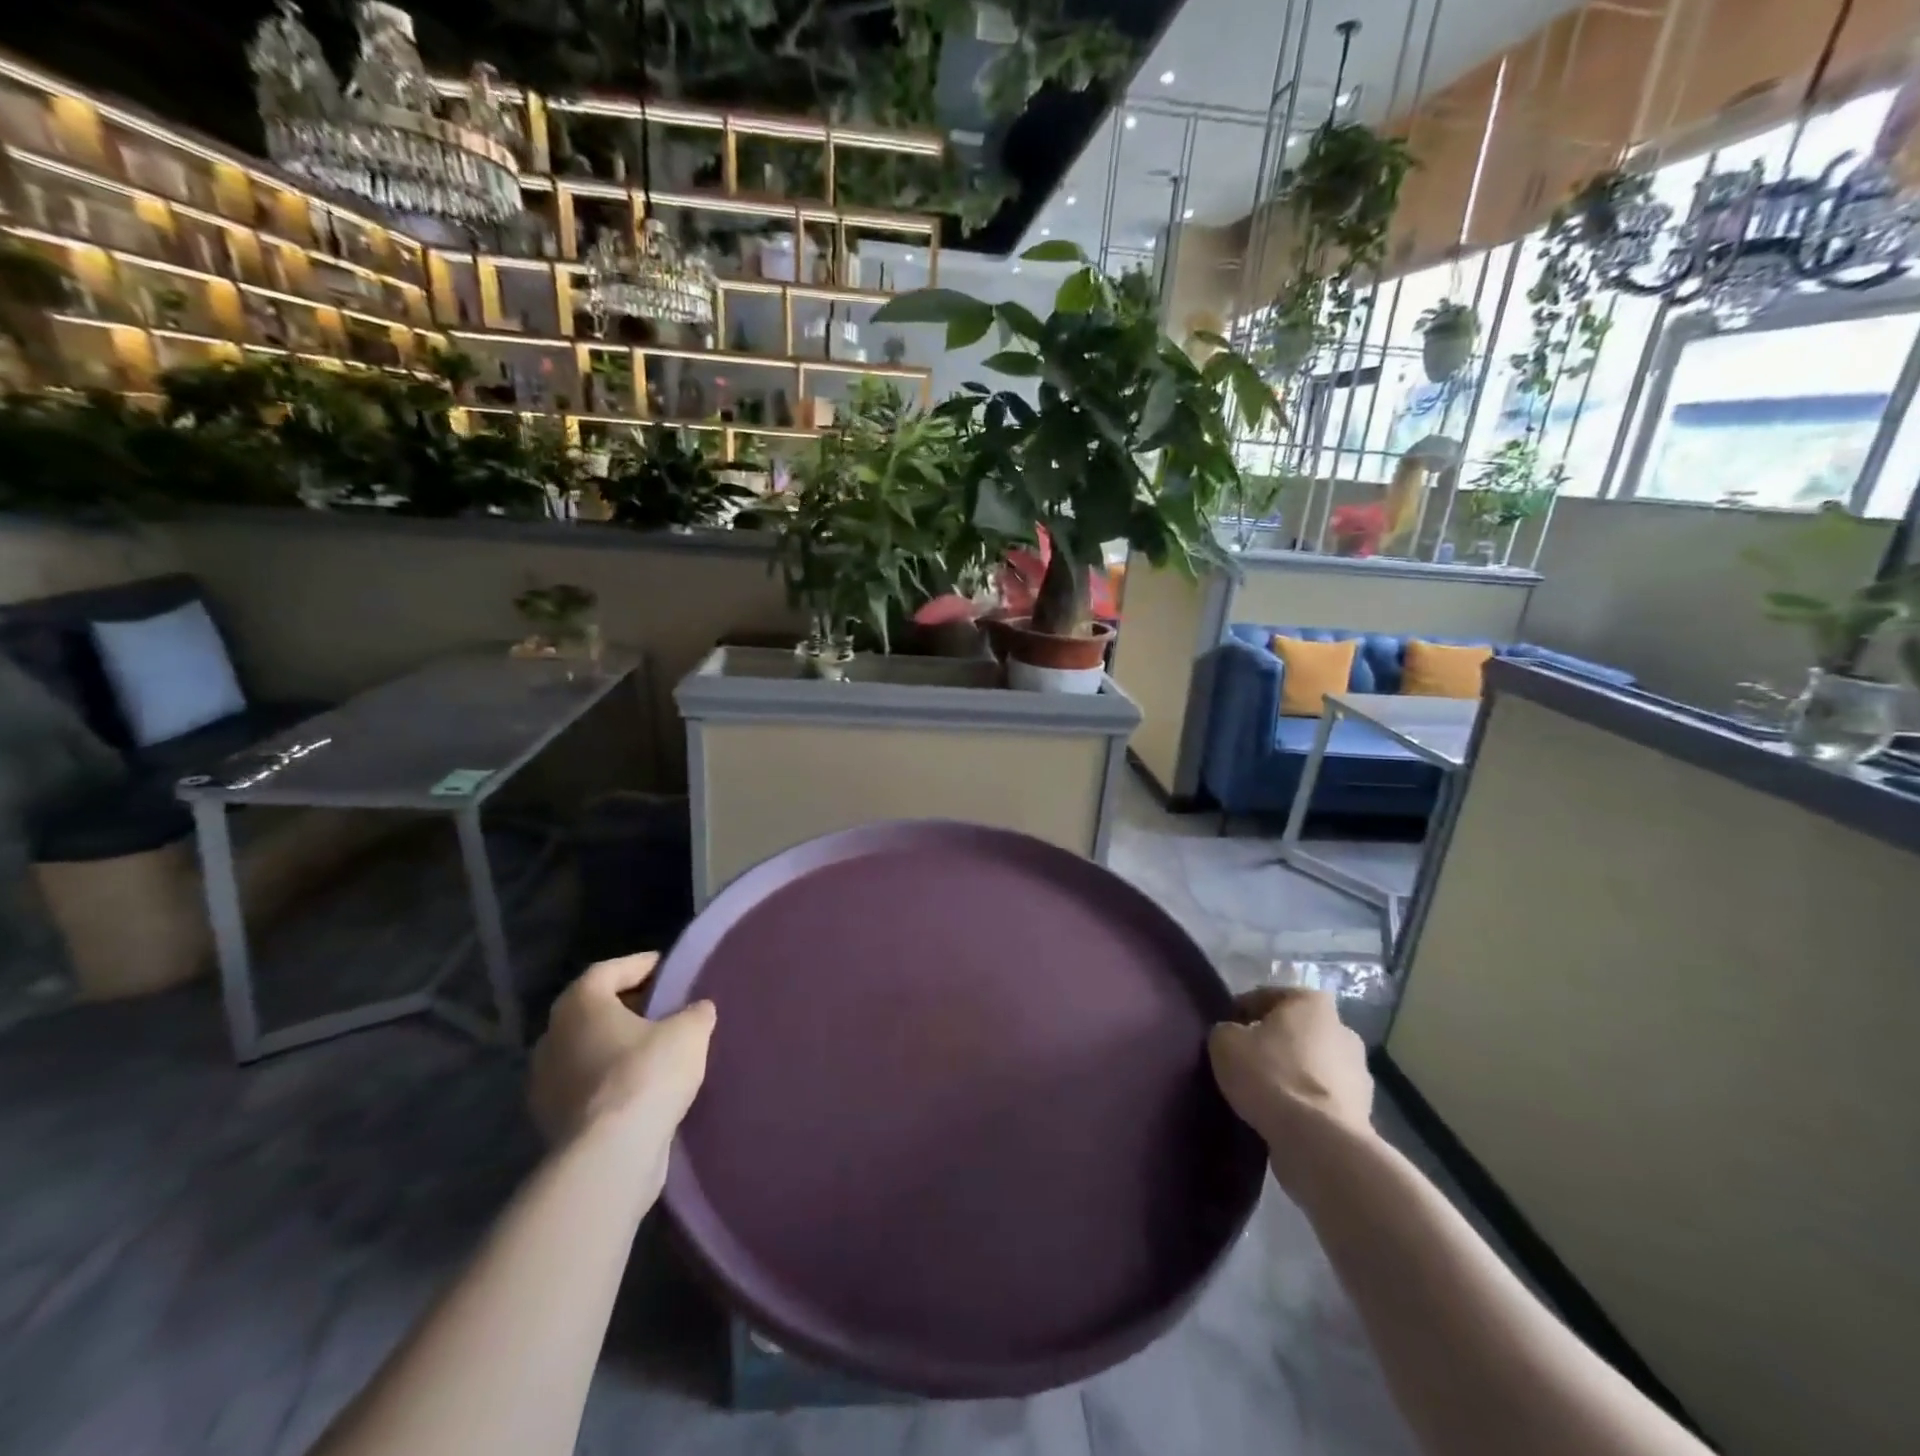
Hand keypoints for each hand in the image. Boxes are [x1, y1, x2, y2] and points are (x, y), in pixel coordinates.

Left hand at [529, 953, 714, 1184]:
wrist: (610, 1155)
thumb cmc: (647, 1074)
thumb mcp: (689, 1032)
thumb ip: (695, 1012)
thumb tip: (698, 1009)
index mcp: (579, 1004)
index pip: (608, 970)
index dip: (640, 966)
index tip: (667, 968)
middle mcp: (552, 1036)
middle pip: (592, 1010)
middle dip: (627, 1007)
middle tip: (663, 1007)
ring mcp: (545, 1082)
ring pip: (586, 1050)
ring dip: (615, 1046)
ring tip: (655, 1049)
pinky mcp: (550, 1121)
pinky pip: (585, 1086)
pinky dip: (609, 1080)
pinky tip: (640, 1087)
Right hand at [1209, 988, 1374, 1182]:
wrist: (1318, 1141)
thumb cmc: (1270, 1075)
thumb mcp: (1225, 1042)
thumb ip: (1227, 1030)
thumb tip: (1234, 1037)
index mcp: (1312, 1002)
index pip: (1266, 997)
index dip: (1241, 1013)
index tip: (1226, 1034)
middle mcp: (1343, 1029)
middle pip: (1294, 1031)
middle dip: (1273, 1043)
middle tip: (1245, 1062)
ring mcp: (1359, 1072)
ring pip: (1311, 1065)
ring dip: (1292, 1074)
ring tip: (1263, 1095)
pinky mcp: (1363, 1111)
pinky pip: (1322, 1098)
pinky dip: (1306, 1104)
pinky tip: (1283, 1117)